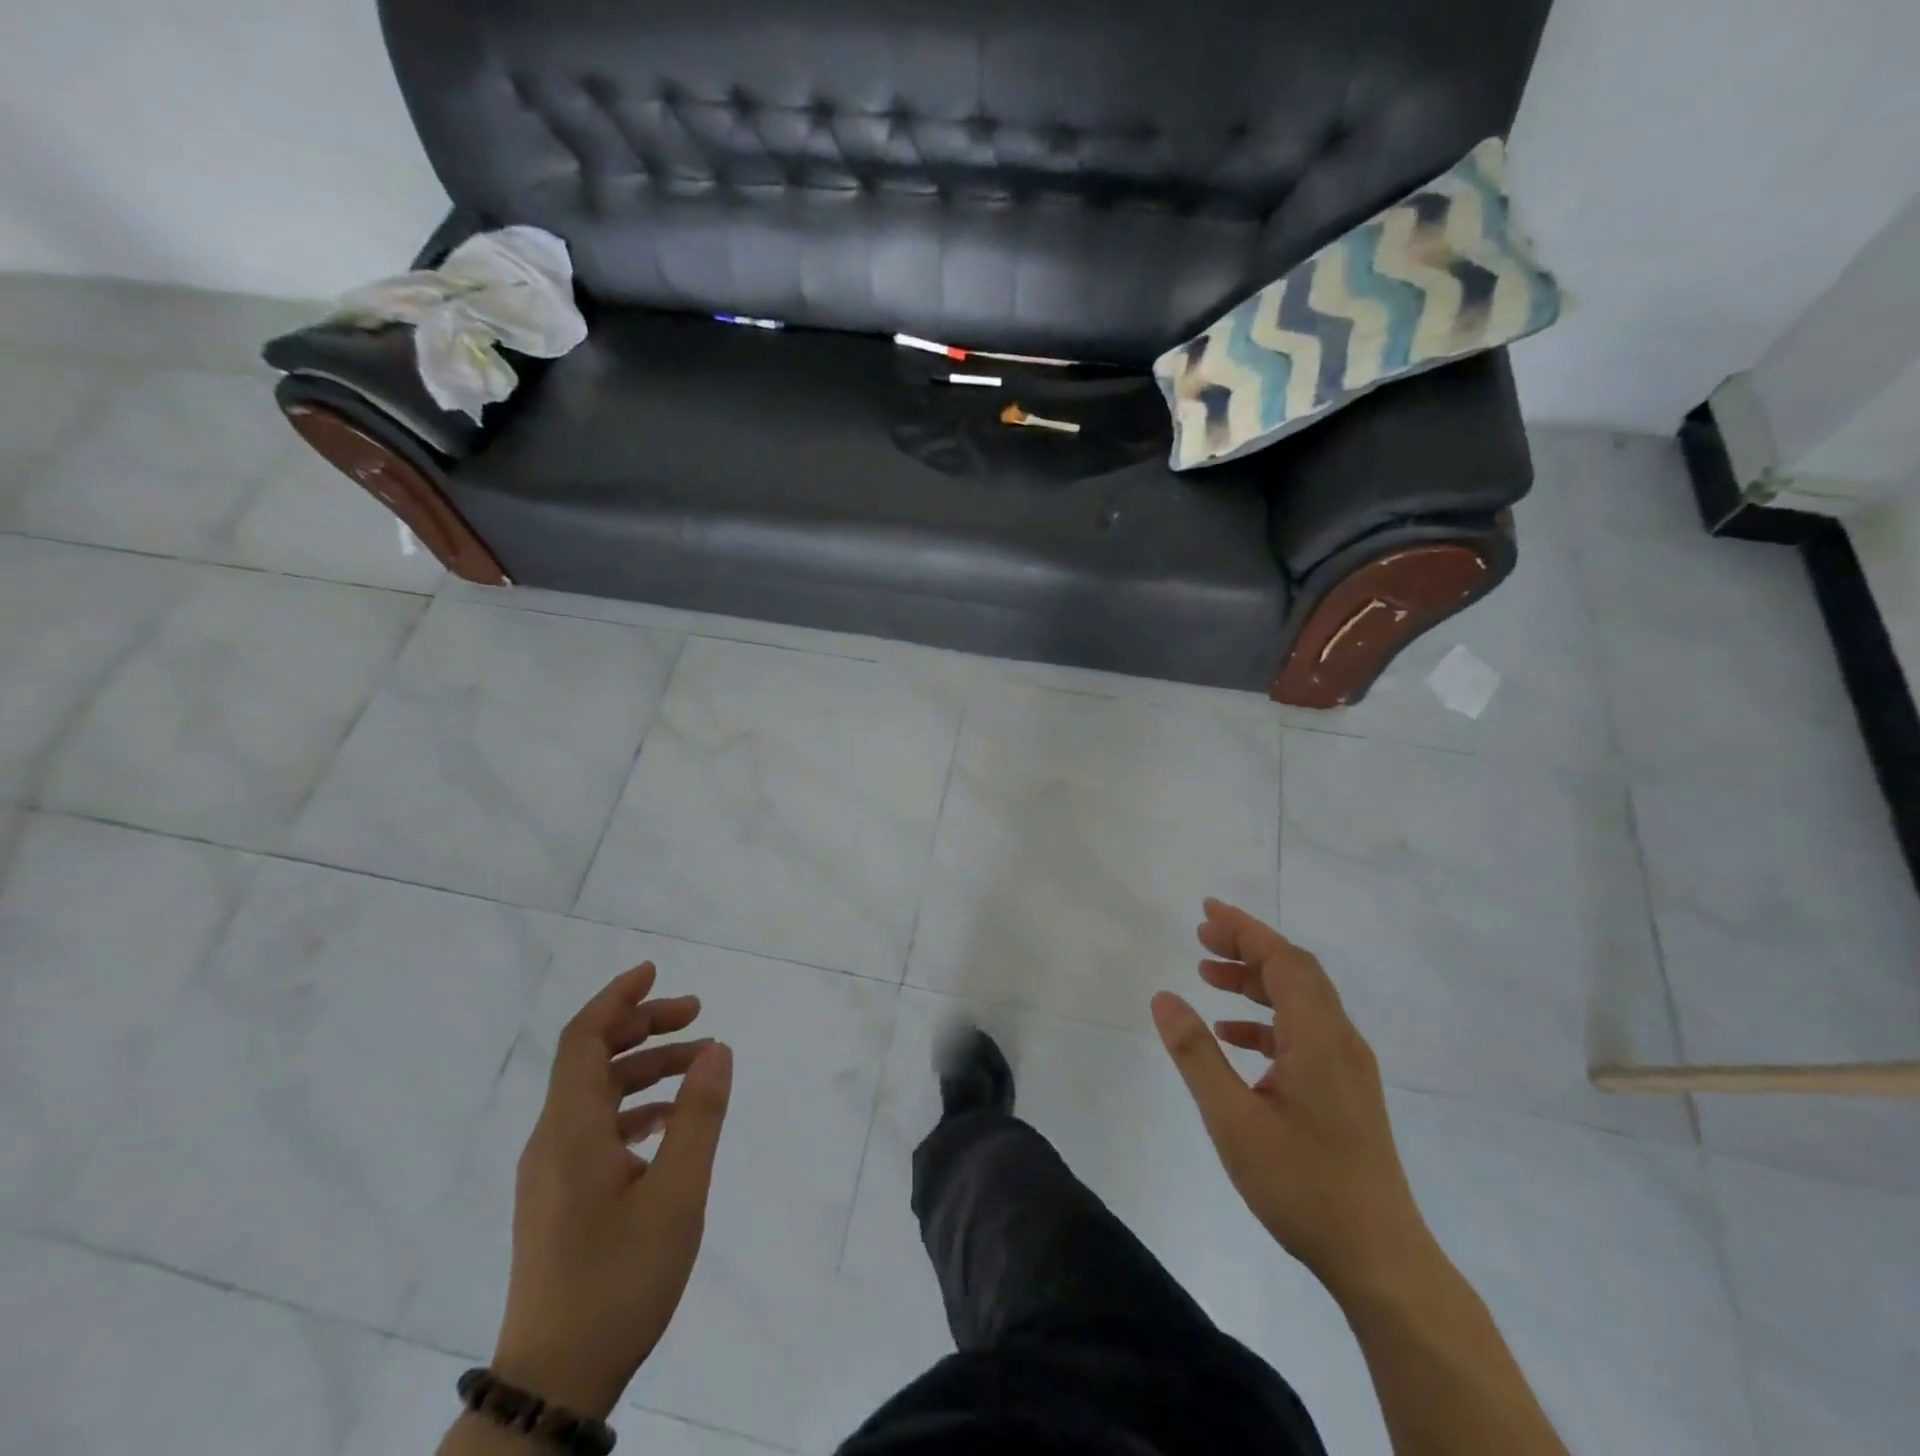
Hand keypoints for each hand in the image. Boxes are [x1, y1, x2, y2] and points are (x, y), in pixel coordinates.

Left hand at [491, 963, 732, 1418]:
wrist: (556, 1382)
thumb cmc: (618, 1280)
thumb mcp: (677, 1193)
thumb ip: (698, 1115)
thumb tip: (717, 1049)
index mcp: (570, 1131)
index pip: (583, 1039)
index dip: (617, 998)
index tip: (655, 970)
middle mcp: (552, 1141)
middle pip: (591, 1059)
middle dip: (643, 1027)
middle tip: (697, 1014)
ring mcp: (552, 1173)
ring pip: (597, 1094)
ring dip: (646, 1068)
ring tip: (700, 1065)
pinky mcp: (560, 1198)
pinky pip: (596, 1128)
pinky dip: (636, 1107)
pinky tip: (671, 1122)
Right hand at [1151, 900, 1430, 1299]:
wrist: (1381, 1259)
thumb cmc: (1303, 1185)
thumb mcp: (1233, 1119)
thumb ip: (1197, 1054)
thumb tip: (1164, 996)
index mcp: (1319, 1037)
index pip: (1284, 960)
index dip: (1245, 930)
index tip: (1206, 913)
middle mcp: (1340, 1041)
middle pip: (1295, 972)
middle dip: (1248, 948)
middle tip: (1201, 938)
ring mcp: (1346, 1067)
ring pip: (1300, 1002)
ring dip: (1255, 983)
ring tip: (1208, 978)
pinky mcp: (1345, 1091)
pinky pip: (1303, 1033)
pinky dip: (1266, 1021)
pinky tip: (1233, 1036)